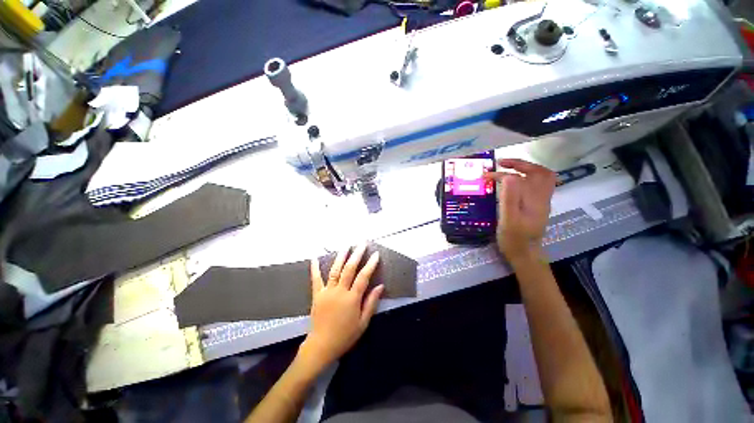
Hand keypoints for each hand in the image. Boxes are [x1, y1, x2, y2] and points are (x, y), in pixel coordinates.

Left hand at [298, 244, 383, 373]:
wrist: (322, 345)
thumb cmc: (345, 335)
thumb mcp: (363, 322)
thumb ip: (371, 302)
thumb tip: (380, 286)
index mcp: (352, 298)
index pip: (363, 277)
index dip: (370, 264)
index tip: (375, 254)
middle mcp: (340, 291)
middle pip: (349, 269)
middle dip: (356, 254)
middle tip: (361, 243)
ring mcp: (327, 291)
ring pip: (335, 270)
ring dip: (341, 256)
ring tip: (346, 245)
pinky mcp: (317, 294)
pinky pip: (316, 278)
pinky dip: (315, 267)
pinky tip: (315, 257)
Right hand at [485, 159, 555, 263]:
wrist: (524, 254)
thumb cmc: (514, 239)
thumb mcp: (508, 220)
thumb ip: (509, 198)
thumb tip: (508, 176)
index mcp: (535, 200)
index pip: (524, 176)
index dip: (504, 172)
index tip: (488, 175)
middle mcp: (542, 198)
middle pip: (539, 172)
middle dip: (520, 164)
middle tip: (501, 164)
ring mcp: (541, 202)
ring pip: (540, 178)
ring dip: (525, 170)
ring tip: (507, 169)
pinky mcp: (536, 206)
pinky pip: (536, 186)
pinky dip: (525, 179)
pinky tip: (513, 183)